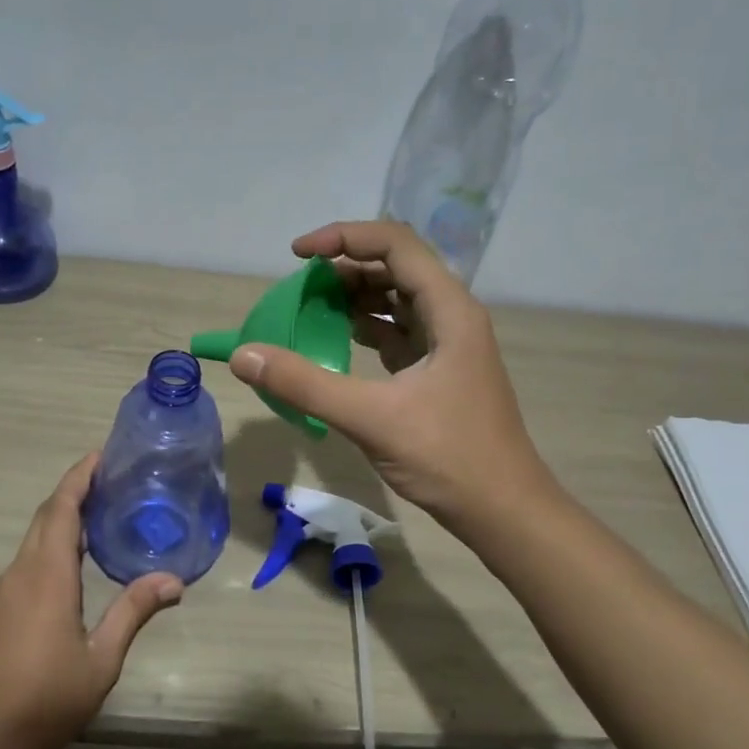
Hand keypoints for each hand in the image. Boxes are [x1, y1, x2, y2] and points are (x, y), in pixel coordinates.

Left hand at [0, 454, 181, 748]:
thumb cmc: (50, 697)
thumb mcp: (102, 657)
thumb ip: (134, 611)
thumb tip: (174, 580)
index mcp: (47, 575)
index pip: (61, 509)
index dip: (78, 478)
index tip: (98, 457)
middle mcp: (17, 574)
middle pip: (43, 519)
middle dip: (70, 495)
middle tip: (102, 485)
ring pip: (29, 546)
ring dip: (57, 527)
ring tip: (90, 529)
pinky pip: (19, 571)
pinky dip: (43, 556)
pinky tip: (61, 580)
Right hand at [230, 220, 553, 536]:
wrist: (503, 510)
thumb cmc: (448, 457)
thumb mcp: (371, 417)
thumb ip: (304, 384)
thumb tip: (244, 356)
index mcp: (449, 309)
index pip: (395, 244)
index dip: (343, 237)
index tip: (297, 255)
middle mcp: (452, 315)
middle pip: (395, 266)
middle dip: (344, 267)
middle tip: (299, 288)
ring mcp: (448, 344)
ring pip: (397, 299)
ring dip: (354, 297)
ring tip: (310, 309)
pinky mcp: (439, 370)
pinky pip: (398, 331)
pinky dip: (366, 328)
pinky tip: (337, 340)